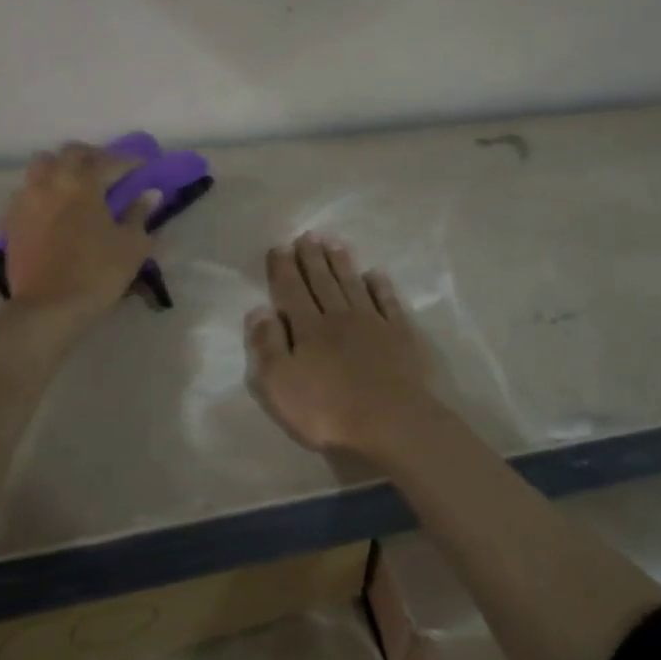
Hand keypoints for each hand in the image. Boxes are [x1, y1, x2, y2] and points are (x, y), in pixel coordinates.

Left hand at [2, 143, 158, 323]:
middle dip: (92, 157)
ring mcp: (26, 199)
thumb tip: (149, 194)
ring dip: (61, 168)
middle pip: (70, 153)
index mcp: (82, 183)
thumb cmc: (96, 274)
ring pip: (42, 166)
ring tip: (76, 185)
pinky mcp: (11, 220)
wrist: (47, 309)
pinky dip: (43, 191)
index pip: (109, 161)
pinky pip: (27, 191)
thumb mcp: (131, 246)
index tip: (142, 166)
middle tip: (108, 171)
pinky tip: (54, 208)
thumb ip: (140, 214)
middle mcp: (51, 181)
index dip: (129, 161)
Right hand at [245, 233, 441, 457]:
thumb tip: (259, 310)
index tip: (279, 248)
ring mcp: (373, 323)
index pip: (291, 291)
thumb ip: (267, 345)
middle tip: (307, 236)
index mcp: (308, 328)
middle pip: (322, 281)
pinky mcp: (400, 336)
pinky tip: (374, 275)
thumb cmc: (328, 411)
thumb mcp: (281, 384)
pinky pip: (387, 302)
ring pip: (352, 285)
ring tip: (333, 243)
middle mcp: (339, 317)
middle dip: (312, 257)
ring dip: (341, 263)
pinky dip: (380, 286)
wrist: (392, 423)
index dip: (283, 269)